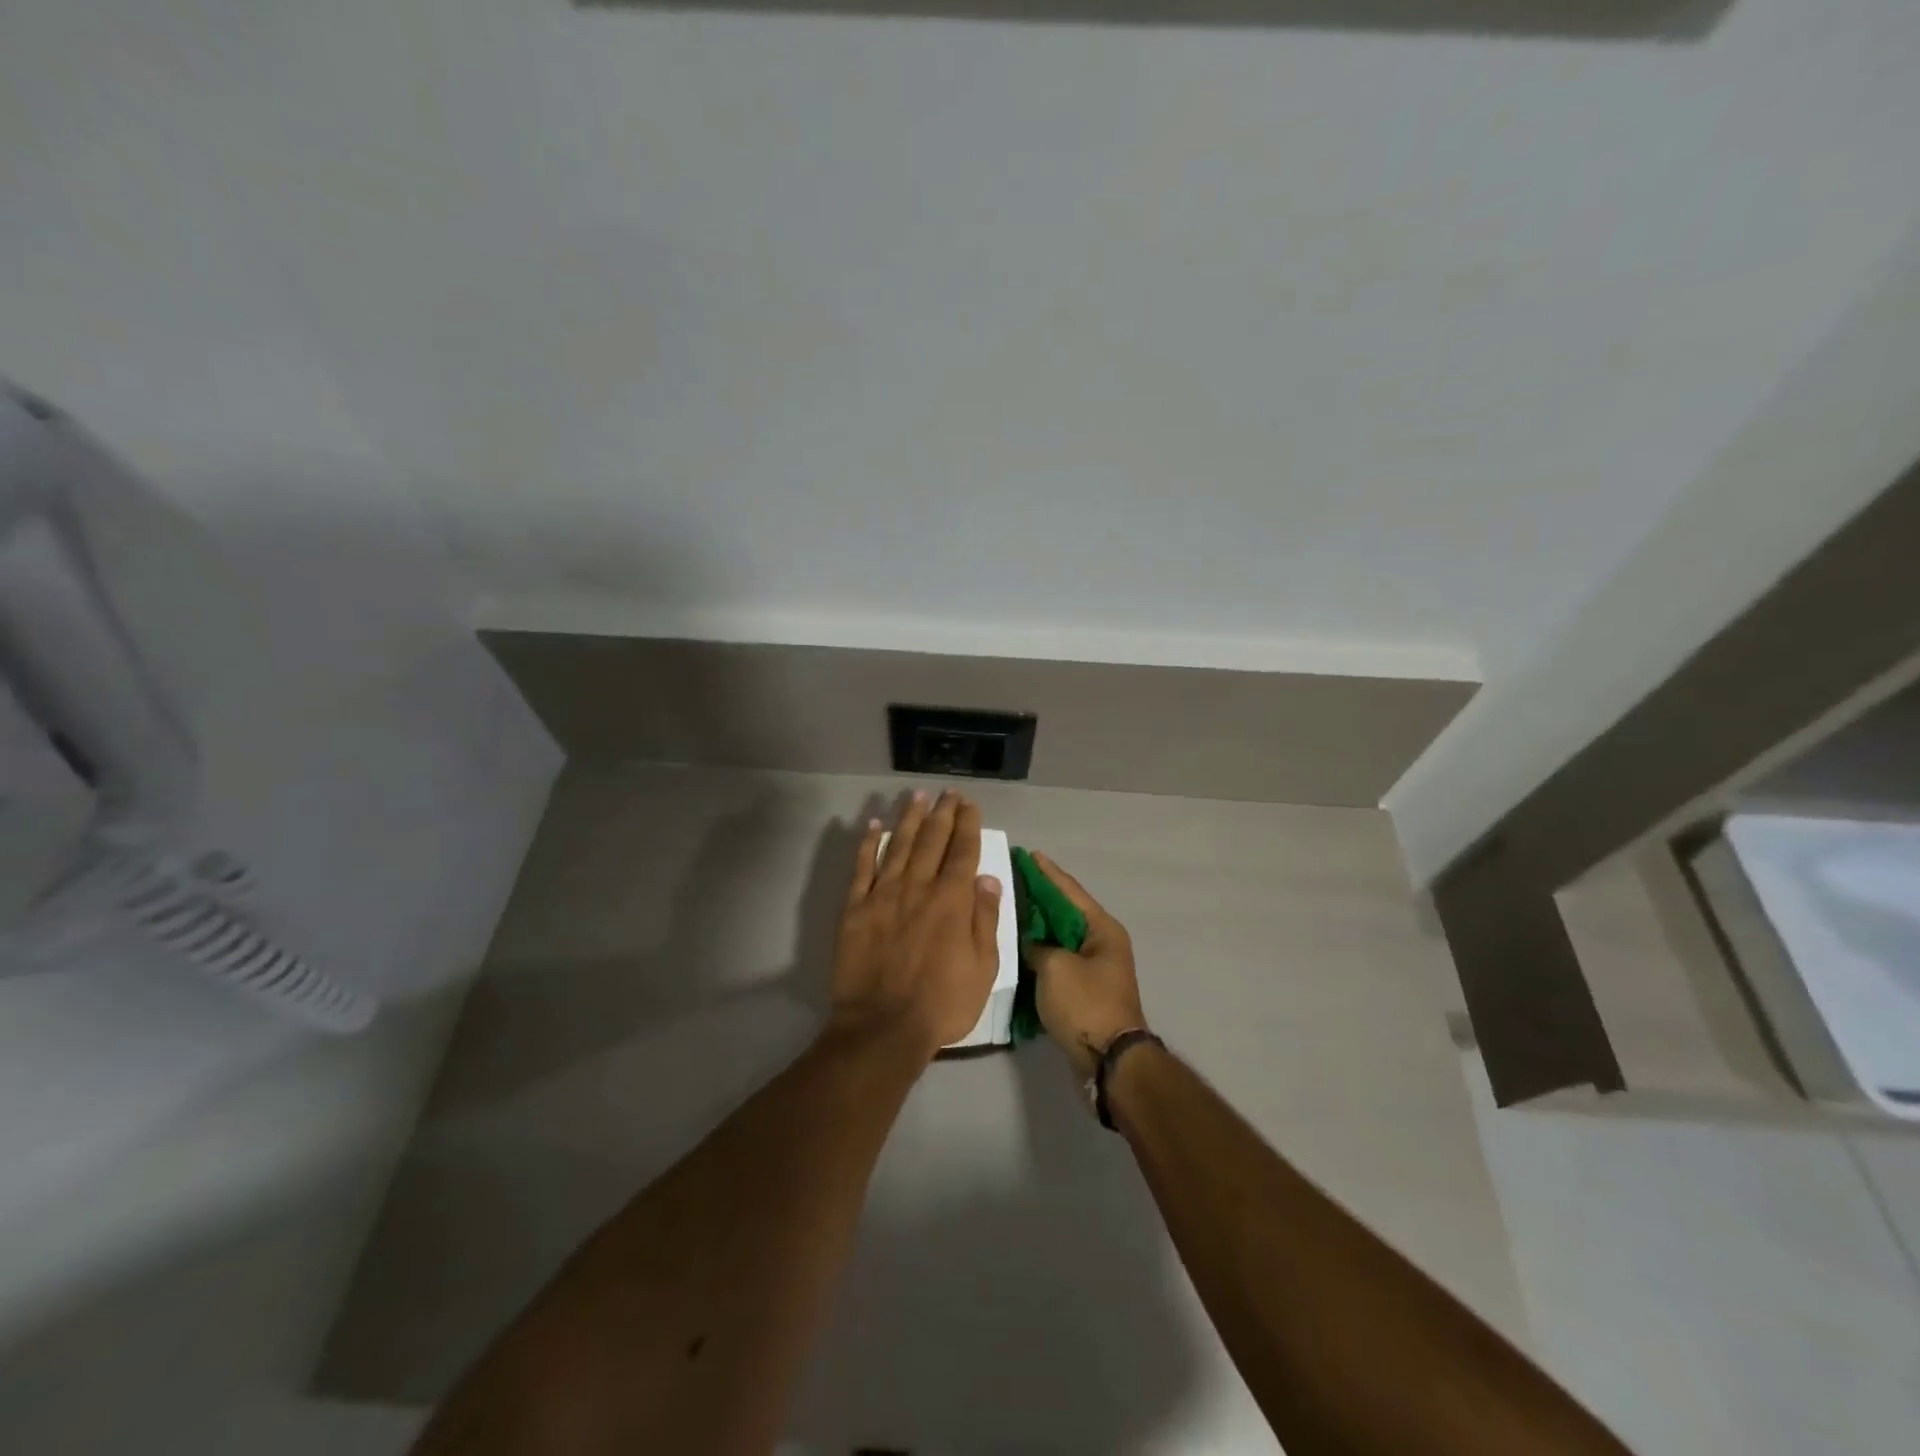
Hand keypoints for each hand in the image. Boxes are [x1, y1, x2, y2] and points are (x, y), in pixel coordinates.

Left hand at [827, 790, 1003, 1059]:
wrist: (883, 1027)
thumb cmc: (942, 1003)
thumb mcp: (983, 968)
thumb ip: (985, 919)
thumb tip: (987, 878)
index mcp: (952, 900)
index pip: (963, 850)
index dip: (967, 824)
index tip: (969, 804)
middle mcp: (919, 887)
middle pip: (932, 840)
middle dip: (943, 812)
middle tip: (948, 792)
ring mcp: (884, 894)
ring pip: (899, 845)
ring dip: (910, 818)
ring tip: (917, 796)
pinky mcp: (855, 908)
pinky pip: (862, 867)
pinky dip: (868, 844)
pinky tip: (874, 826)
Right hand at [1021, 851, 1148, 1081]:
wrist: (1109, 1061)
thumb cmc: (1085, 1005)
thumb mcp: (1055, 967)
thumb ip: (1038, 946)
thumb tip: (1033, 945)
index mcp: (1102, 929)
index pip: (1069, 891)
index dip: (1047, 872)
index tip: (1028, 854)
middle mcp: (1102, 943)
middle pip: (1065, 912)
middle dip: (1040, 896)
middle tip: (1012, 878)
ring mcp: (1094, 968)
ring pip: (1060, 937)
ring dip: (1038, 925)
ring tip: (1010, 908)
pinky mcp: (1084, 990)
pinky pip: (1058, 960)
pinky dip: (1040, 952)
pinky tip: (1018, 946)